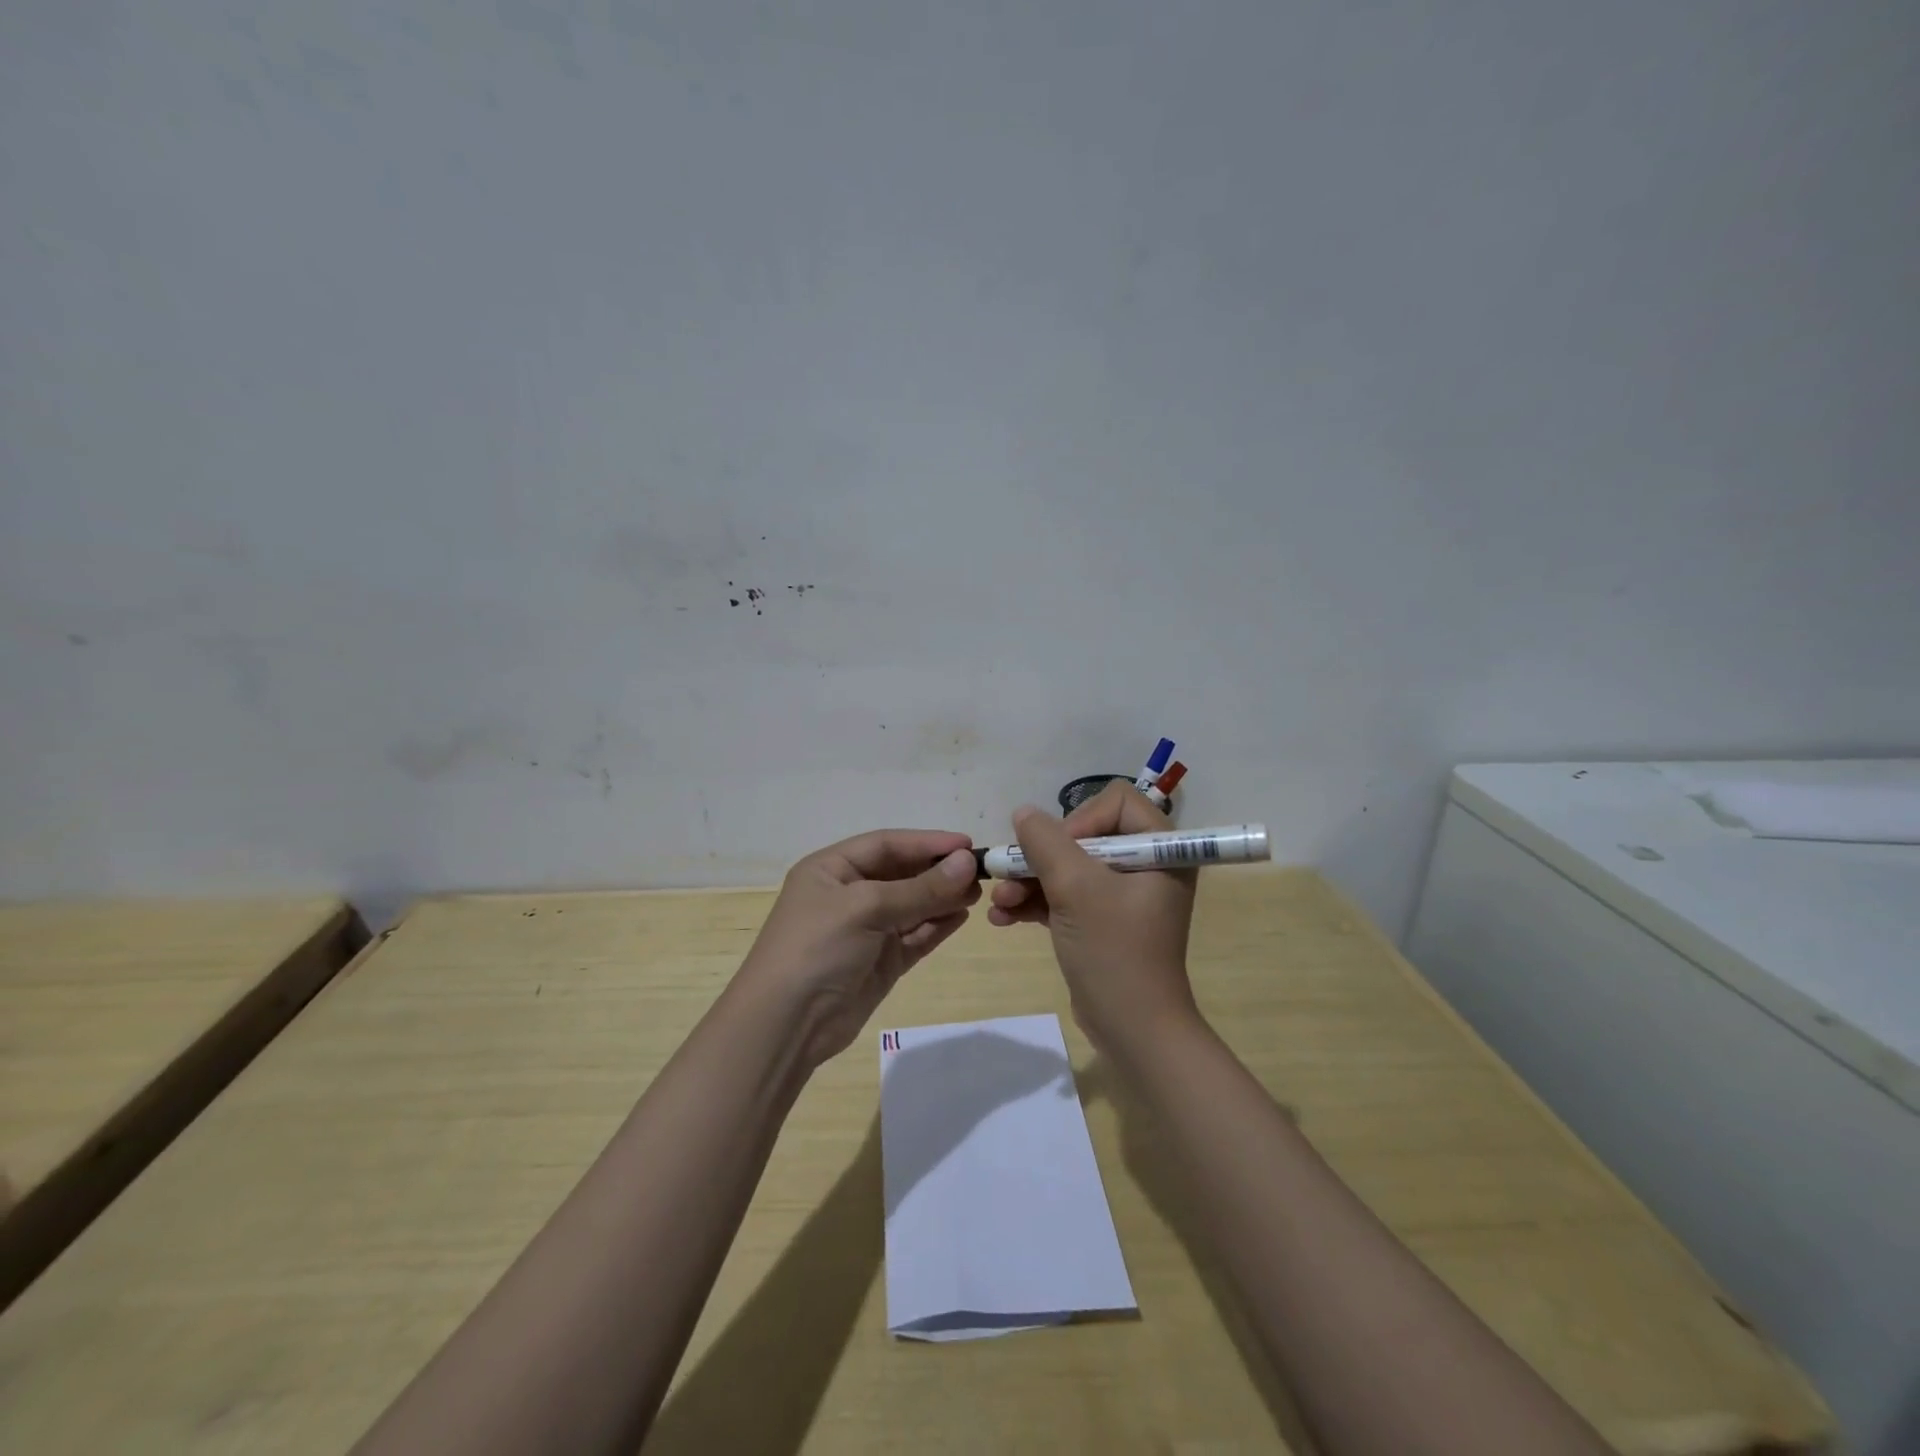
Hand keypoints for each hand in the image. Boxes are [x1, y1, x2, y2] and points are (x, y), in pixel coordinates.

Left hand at [737, 829, 981, 1068]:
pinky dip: (936, 926)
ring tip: (977, 894)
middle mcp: (848, 894)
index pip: (887, 844)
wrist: (786, 1025)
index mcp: (832, 869)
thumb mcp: (866, 908)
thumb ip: (920, 888)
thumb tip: (967, 863)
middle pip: (902, 874)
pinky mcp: (880, 962)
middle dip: (938, 872)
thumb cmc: (817, 948)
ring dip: (942, 898)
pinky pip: (915, 936)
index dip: (927, 842)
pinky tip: (961, 917)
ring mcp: (865, 930)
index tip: (967, 845)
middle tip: (980, 873)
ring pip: (912, 905)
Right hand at [986, 782, 1199, 1053]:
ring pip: (1068, 867)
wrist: (1132, 1030)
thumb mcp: (1075, 889)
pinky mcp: (1103, 920)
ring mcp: (1123, 894)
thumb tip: (1024, 813)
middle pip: (1083, 835)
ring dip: (1030, 881)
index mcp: (1159, 849)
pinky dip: (1036, 902)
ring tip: (1000, 903)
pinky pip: (1066, 896)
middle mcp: (1145, 865)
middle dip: (1041, 857)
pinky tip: (1003, 917)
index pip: (1115, 802)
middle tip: (1010, 877)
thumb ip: (1046, 843)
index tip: (1058, 851)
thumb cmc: (1113, 951)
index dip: (1079, 819)